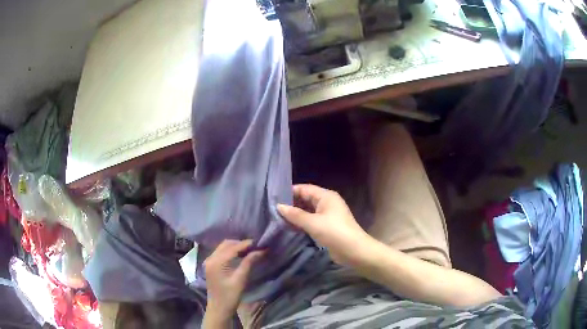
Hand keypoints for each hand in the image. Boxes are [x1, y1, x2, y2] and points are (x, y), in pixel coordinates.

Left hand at [203, 240, 264, 320]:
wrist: (219, 308)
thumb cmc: (230, 296)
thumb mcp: (240, 279)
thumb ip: (249, 263)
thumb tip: (260, 250)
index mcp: (216, 262)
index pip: (233, 248)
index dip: (247, 244)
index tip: (260, 243)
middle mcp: (210, 258)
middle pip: (226, 244)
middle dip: (241, 243)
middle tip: (256, 246)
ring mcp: (209, 261)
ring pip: (223, 247)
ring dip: (236, 247)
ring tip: (250, 250)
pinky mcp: (211, 265)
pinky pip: (221, 252)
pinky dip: (231, 251)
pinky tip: (241, 255)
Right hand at [277, 184, 371, 267]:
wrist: (354, 251)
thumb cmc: (334, 233)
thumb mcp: (313, 223)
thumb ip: (295, 214)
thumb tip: (278, 206)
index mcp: (326, 196)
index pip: (305, 188)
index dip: (290, 192)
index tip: (274, 197)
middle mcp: (327, 203)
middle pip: (306, 199)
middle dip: (291, 204)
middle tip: (273, 209)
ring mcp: (327, 215)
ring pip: (308, 211)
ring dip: (296, 214)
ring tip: (277, 218)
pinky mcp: (327, 226)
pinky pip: (311, 220)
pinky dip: (301, 222)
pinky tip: (289, 227)